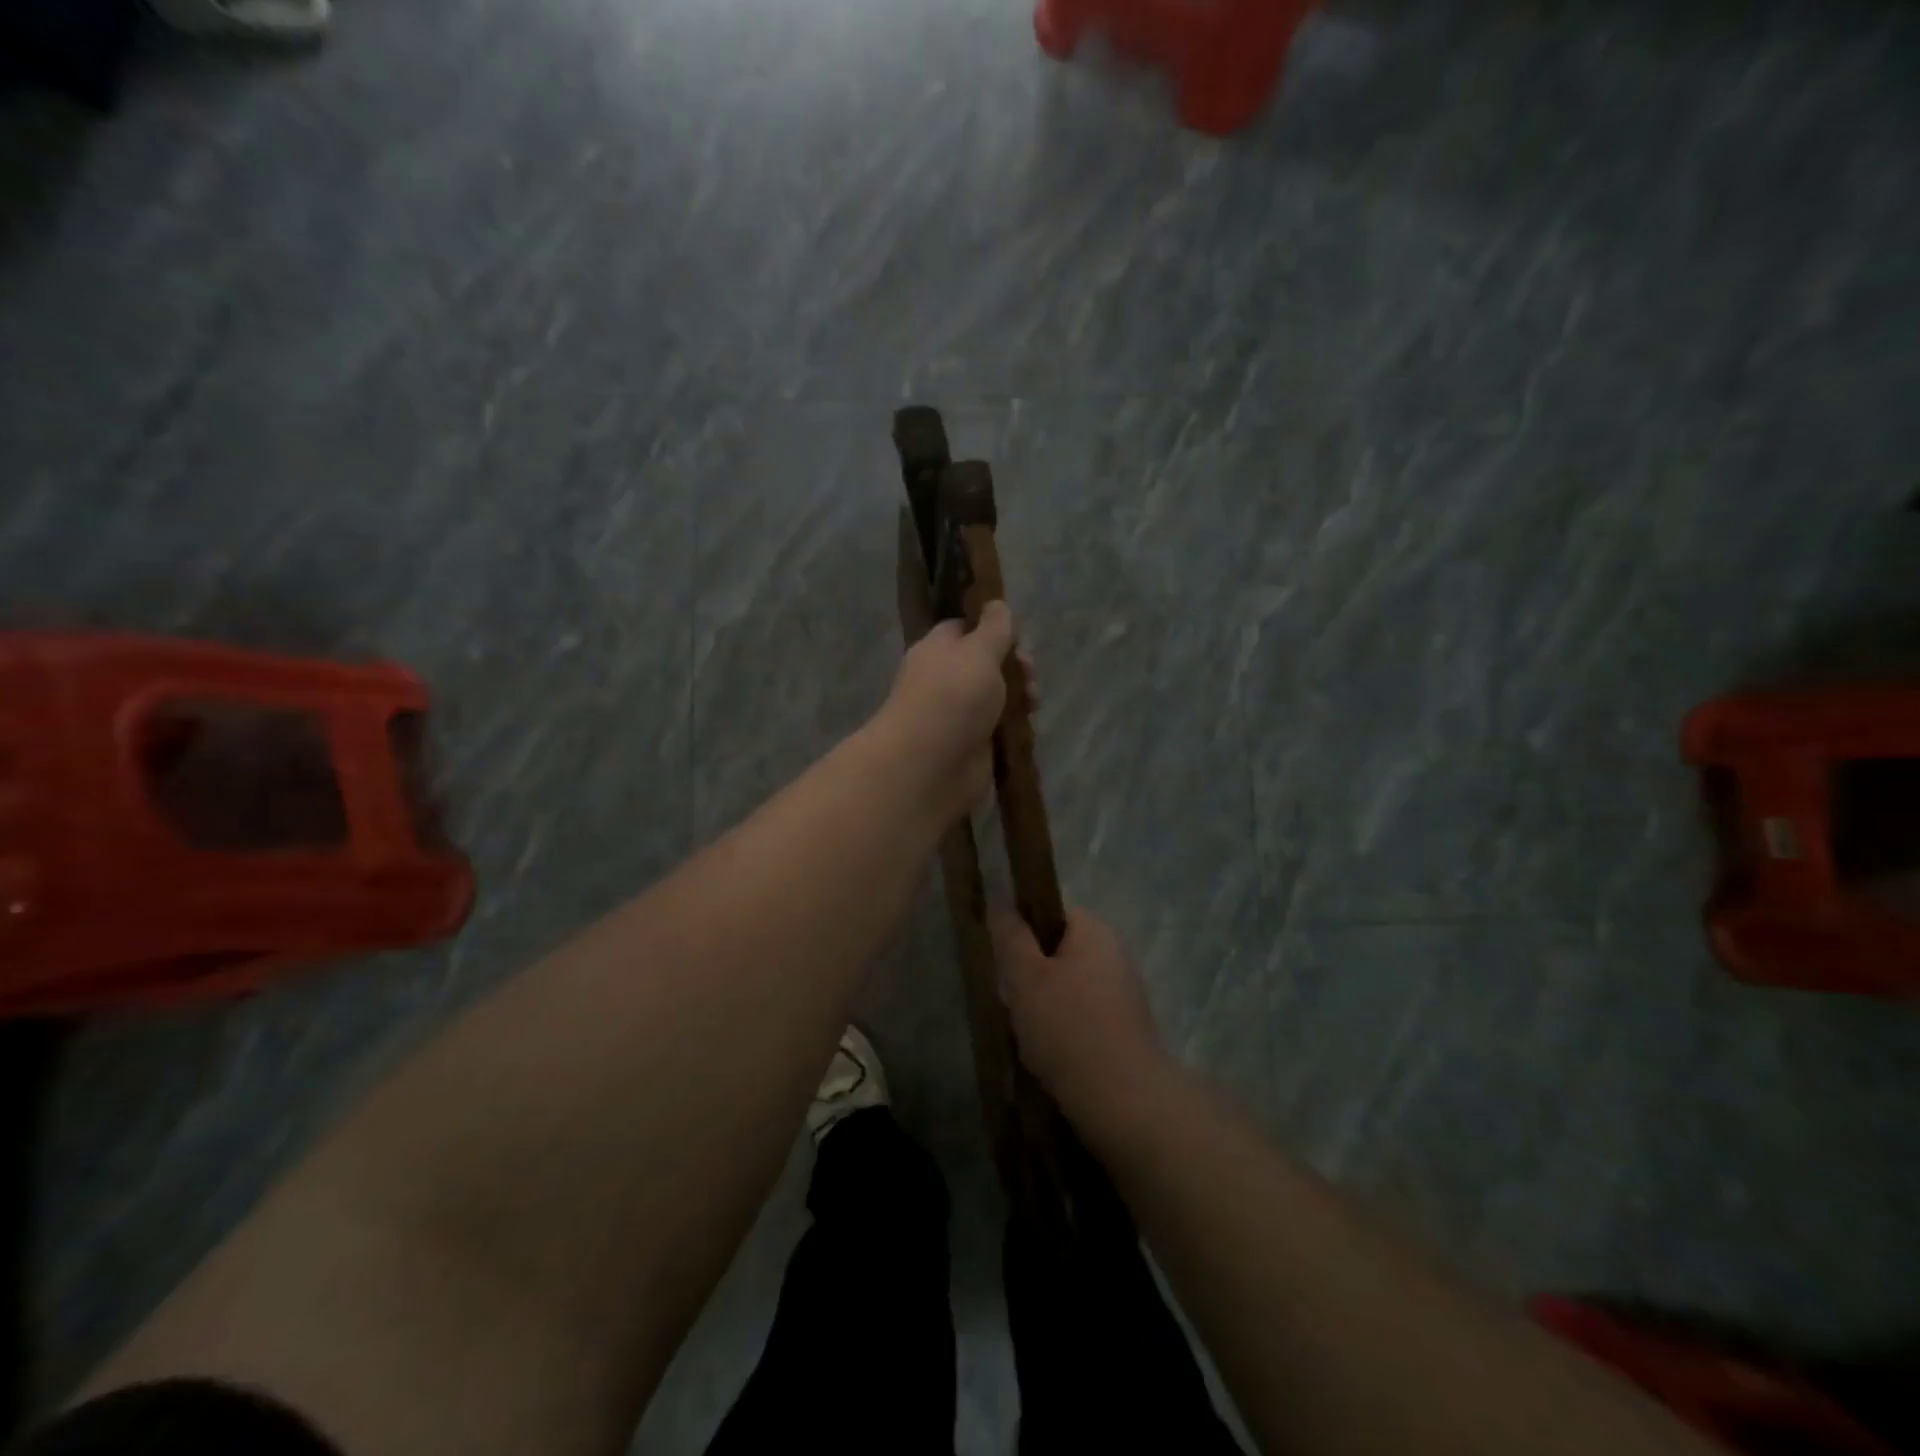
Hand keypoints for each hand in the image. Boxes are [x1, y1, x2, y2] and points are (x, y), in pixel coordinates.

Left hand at [878, 602, 1031, 824]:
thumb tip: (997, 603)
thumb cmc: (952, 697)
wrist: (930, 765)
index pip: (965, 628)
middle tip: (1028, 672)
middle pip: (988, 664)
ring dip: (1020, 696)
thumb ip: (994, 628)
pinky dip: (1015, 727)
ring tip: (1032, 703)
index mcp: (938, 649)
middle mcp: (946, 679)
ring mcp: (959, 715)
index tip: (1018, 634)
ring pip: (998, 697)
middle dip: (1015, 665)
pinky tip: (1027, 727)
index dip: (993, 628)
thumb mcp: (978, 651)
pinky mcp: (973, 746)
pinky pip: (1000, 729)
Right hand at [993, 908, 1170, 1132]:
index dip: (1023, 933)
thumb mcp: (1025, 977)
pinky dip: (1066, 1030)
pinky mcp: (1127, 1029)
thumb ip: (1011, 936)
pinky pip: (1085, 1016)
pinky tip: (1051, 1056)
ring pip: (1070, 987)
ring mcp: (1125, 993)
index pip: (1051, 913)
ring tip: (1028, 1034)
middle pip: (1060, 952)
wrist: (1124, 1101)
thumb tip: (1001, 900)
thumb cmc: (1067, 1027)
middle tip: (1012, 1001)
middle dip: (1032, 975)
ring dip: (1046, 1006)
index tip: (1005, 962)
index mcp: (1094, 931)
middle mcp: (1115, 954)